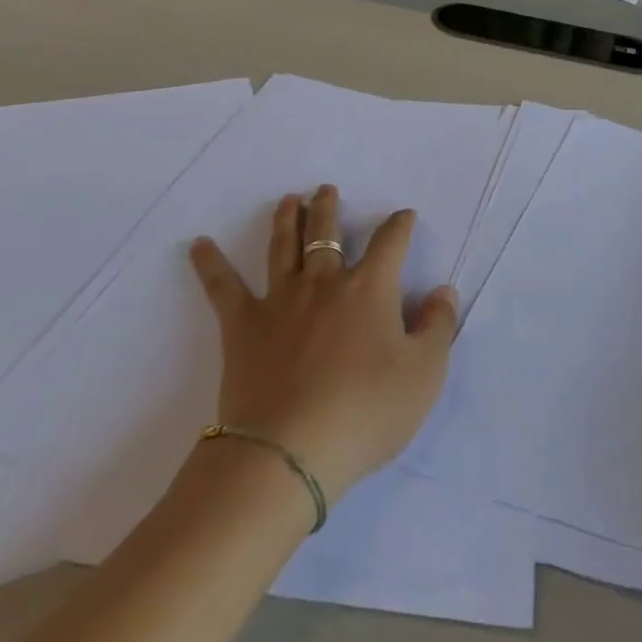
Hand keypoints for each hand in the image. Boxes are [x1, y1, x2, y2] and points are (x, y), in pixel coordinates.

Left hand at [189, 187, 457, 503]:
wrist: (289, 452)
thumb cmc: (366, 412)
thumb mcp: (424, 374)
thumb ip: (438, 327)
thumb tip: (443, 290)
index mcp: (370, 289)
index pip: (390, 243)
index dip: (400, 225)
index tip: (404, 216)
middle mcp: (324, 283)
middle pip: (326, 234)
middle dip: (328, 208)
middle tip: (325, 190)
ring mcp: (280, 300)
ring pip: (282, 248)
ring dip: (286, 220)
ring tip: (288, 201)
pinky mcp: (243, 326)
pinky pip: (222, 288)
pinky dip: (209, 264)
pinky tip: (198, 245)